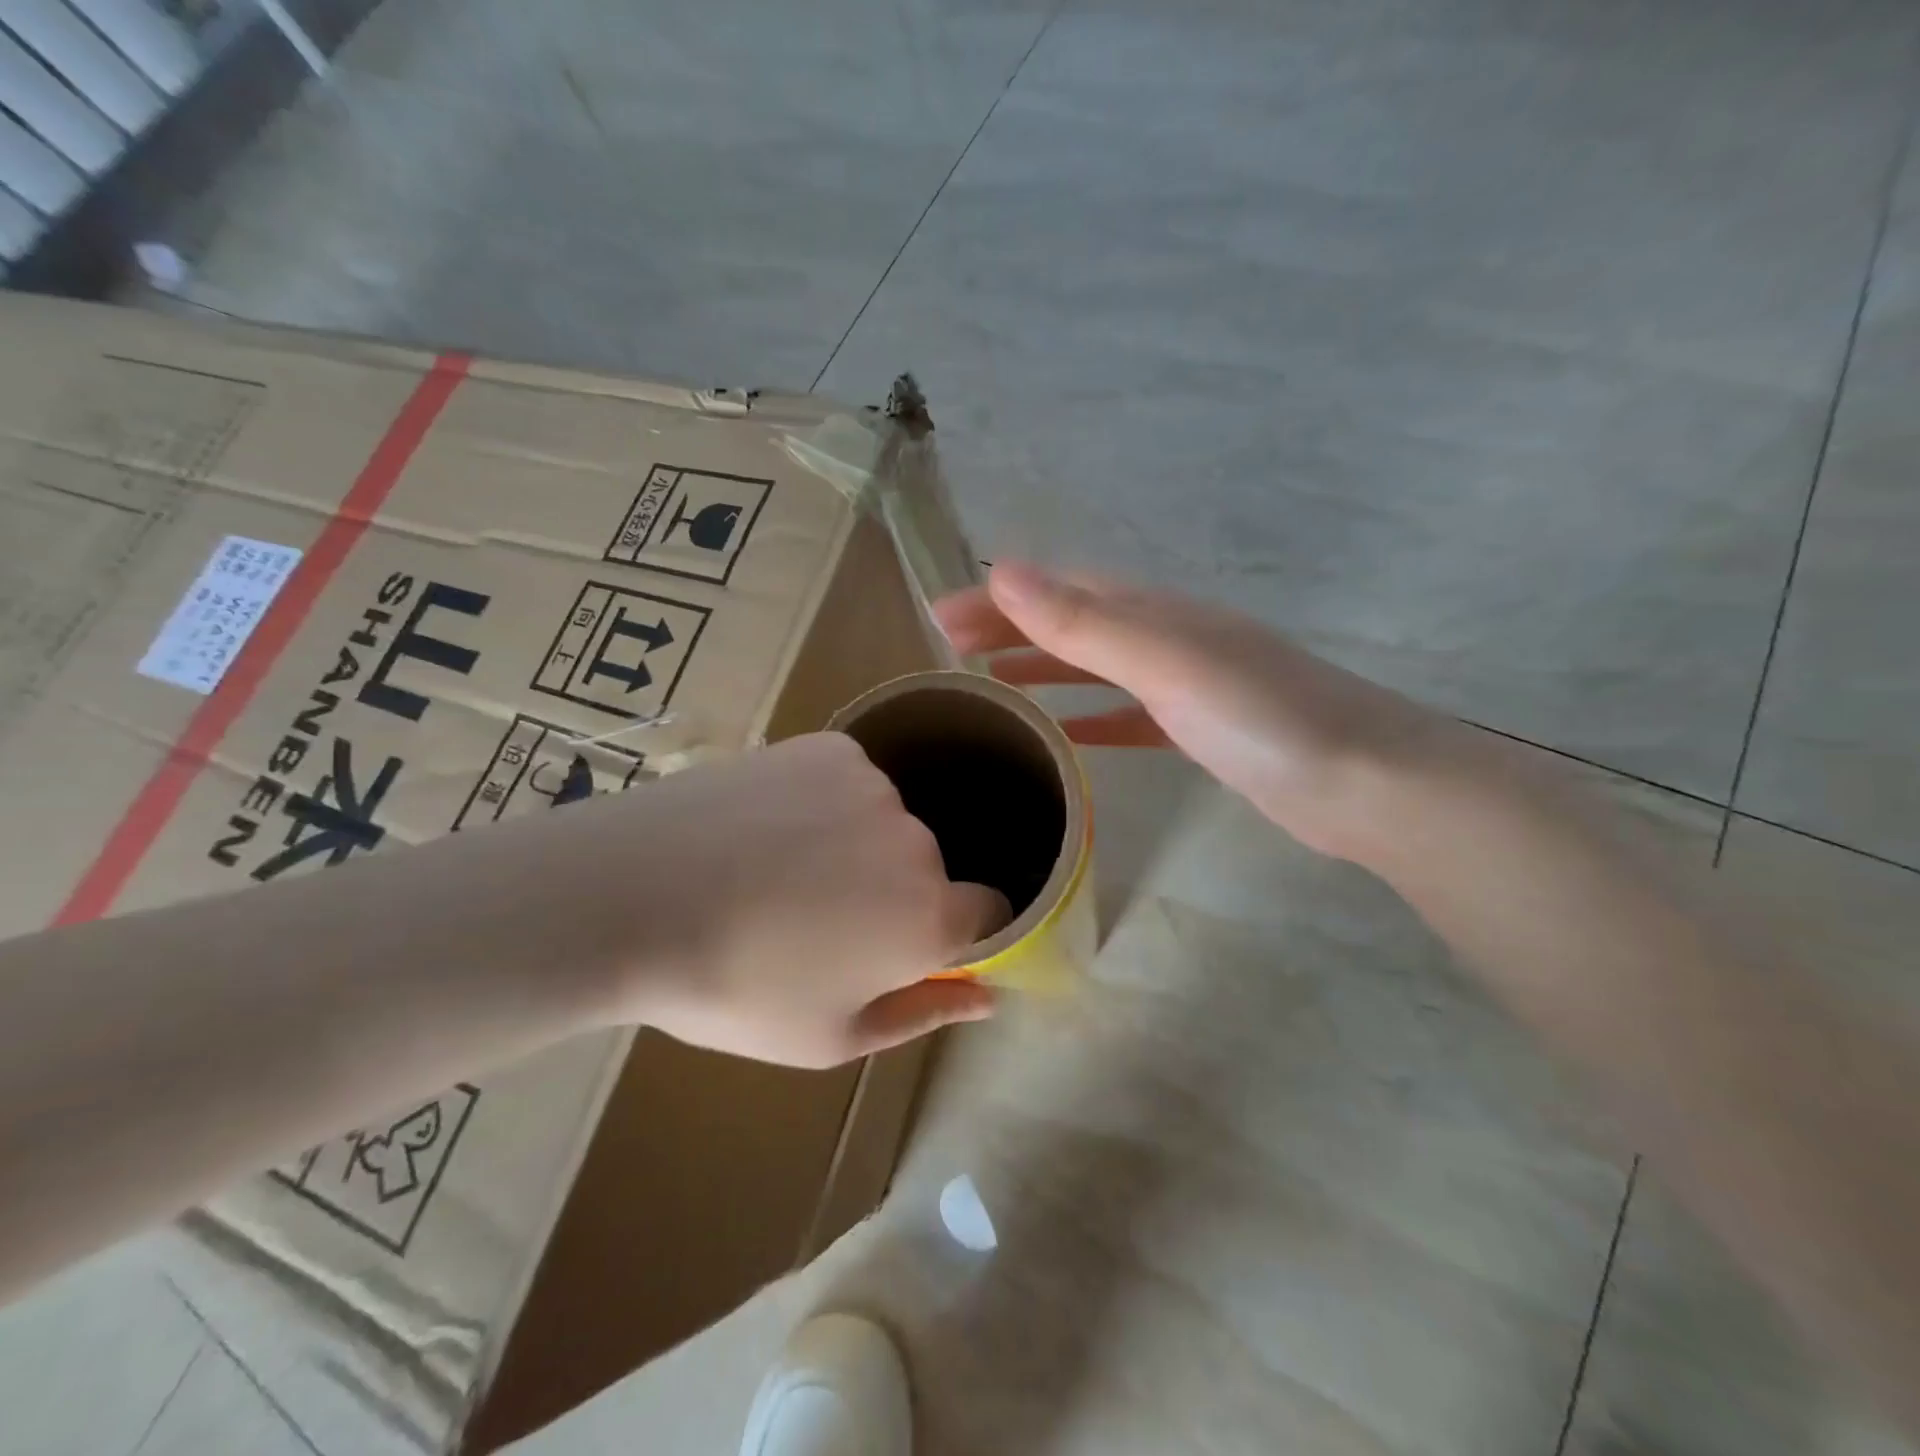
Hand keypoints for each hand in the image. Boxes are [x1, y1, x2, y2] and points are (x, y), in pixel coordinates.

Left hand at [547, 733, 1008, 1066]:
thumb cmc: (731, 987)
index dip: (957, 934)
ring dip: (856, 843)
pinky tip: (767, 821)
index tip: (906, 946)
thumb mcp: (829, 1037)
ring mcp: (873, 784)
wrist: (630, 896)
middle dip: (892, 893)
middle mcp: (917, 840)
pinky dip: (825, 800)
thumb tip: (988, 997)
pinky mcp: (829, 747)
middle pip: (928, 867)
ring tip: (779, 867)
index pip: (990, 912)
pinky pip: (848, 779)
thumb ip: (923, 1013)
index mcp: (929, 916)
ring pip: (885, 821)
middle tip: (816, 920)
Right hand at [935, 563, 1467, 860]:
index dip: (998, 599)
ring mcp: (1187, 683)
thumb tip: (1004, 570)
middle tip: (949, 650)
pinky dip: (1092, 716)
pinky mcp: (1201, 729)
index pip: (1058, 591)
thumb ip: (1086, 621)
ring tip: (992, 684)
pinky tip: (1068, 735)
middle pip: (1073, 621)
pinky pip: (1129, 713)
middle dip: (1010, 628)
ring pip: (1098, 665)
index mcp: (1155, 612)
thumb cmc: (1261, 717)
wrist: (1365, 784)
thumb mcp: (1165, 662)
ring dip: (1044, 666)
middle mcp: (1167, 636)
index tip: (940, 617)